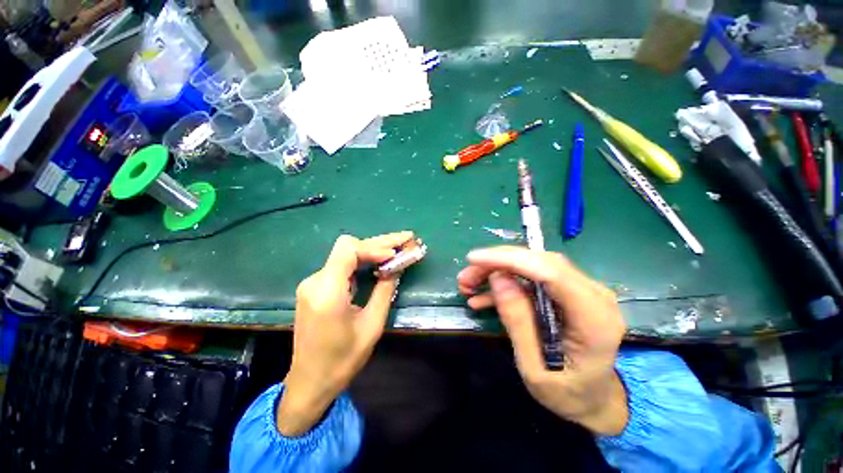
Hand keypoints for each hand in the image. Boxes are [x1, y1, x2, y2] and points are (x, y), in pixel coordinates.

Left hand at [278, 232, 412, 435]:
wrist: (310, 381)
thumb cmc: (343, 359)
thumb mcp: (372, 325)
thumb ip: (384, 290)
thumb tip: (397, 266)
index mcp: (327, 292)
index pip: (349, 249)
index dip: (375, 247)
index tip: (395, 254)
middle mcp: (315, 281)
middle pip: (349, 247)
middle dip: (380, 243)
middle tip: (406, 239)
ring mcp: (313, 283)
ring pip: (346, 254)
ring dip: (373, 250)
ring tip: (398, 248)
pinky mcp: (315, 287)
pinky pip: (342, 266)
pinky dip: (363, 261)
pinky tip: (380, 262)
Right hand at [458, 246, 627, 435]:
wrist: (592, 398)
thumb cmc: (567, 393)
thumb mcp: (534, 368)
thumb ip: (518, 322)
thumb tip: (498, 278)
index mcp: (593, 318)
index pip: (549, 272)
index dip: (508, 259)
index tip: (473, 259)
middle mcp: (593, 295)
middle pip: (539, 262)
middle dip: (497, 262)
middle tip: (466, 276)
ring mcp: (582, 290)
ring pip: (533, 265)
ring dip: (497, 270)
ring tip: (468, 284)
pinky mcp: (568, 291)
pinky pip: (532, 277)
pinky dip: (505, 282)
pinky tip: (482, 297)